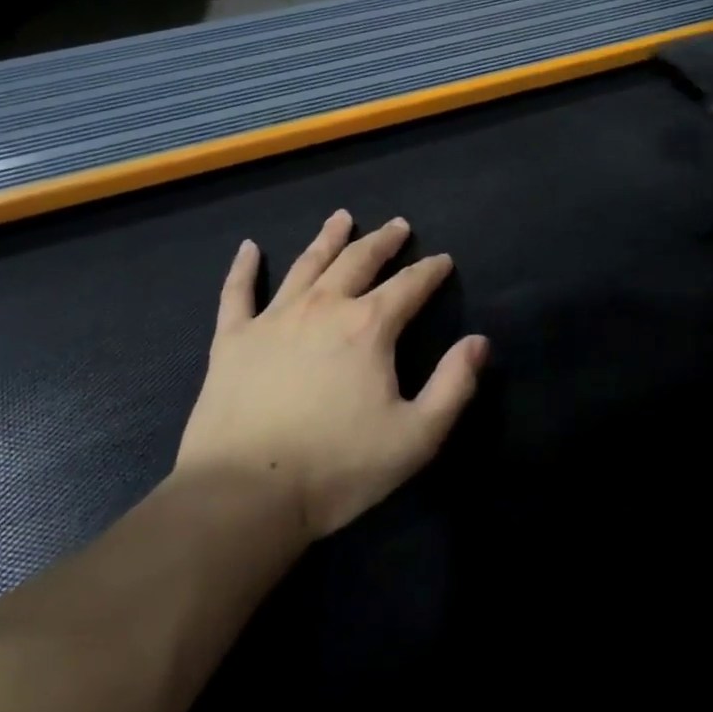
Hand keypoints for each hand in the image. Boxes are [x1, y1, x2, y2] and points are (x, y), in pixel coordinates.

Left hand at [175, 212, 487, 539]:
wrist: (246, 494)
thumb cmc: (338, 468)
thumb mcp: (416, 436)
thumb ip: (453, 386)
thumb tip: (479, 342)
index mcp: (369, 327)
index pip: (409, 285)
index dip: (430, 270)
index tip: (443, 260)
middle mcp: (323, 307)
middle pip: (358, 261)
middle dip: (382, 241)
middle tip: (397, 225)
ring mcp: (274, 318)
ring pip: (306, 265)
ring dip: (328, 238)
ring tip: (341, 218)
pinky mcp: (233, 339)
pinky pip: (238, 292)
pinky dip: (243, 267)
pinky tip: (248, 248)